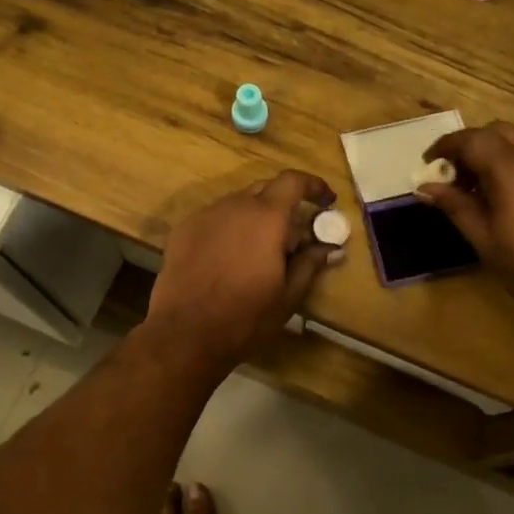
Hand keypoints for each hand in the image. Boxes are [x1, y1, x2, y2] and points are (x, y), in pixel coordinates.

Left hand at [147, 170, 337, 368]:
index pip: (293, 181)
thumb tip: (330, 248)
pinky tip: (230, 257)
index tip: (326, 201)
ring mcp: (206, 215)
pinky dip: (230, 227)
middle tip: (295, 233)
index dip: (313, 186)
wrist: (185, 332)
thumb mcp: (288, 294)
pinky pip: (215, 218)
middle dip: (285, 203)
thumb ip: (310, 263)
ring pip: (238, 203)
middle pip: (265, 188)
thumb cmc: (246, 316)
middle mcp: (235, 205)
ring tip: (261, 249)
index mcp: (266, 217)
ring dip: (256, 216)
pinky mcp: (183, 229)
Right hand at [417, 122, 513, 344]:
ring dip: (499, 151)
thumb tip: (426, 187)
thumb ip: (456, 206)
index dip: (445, 147)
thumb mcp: (486, 241)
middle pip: (497, 131)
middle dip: (472, 146)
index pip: (470, 139)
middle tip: (457, 179)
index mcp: (512, 167)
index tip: (429, 164)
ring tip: (487, 188)